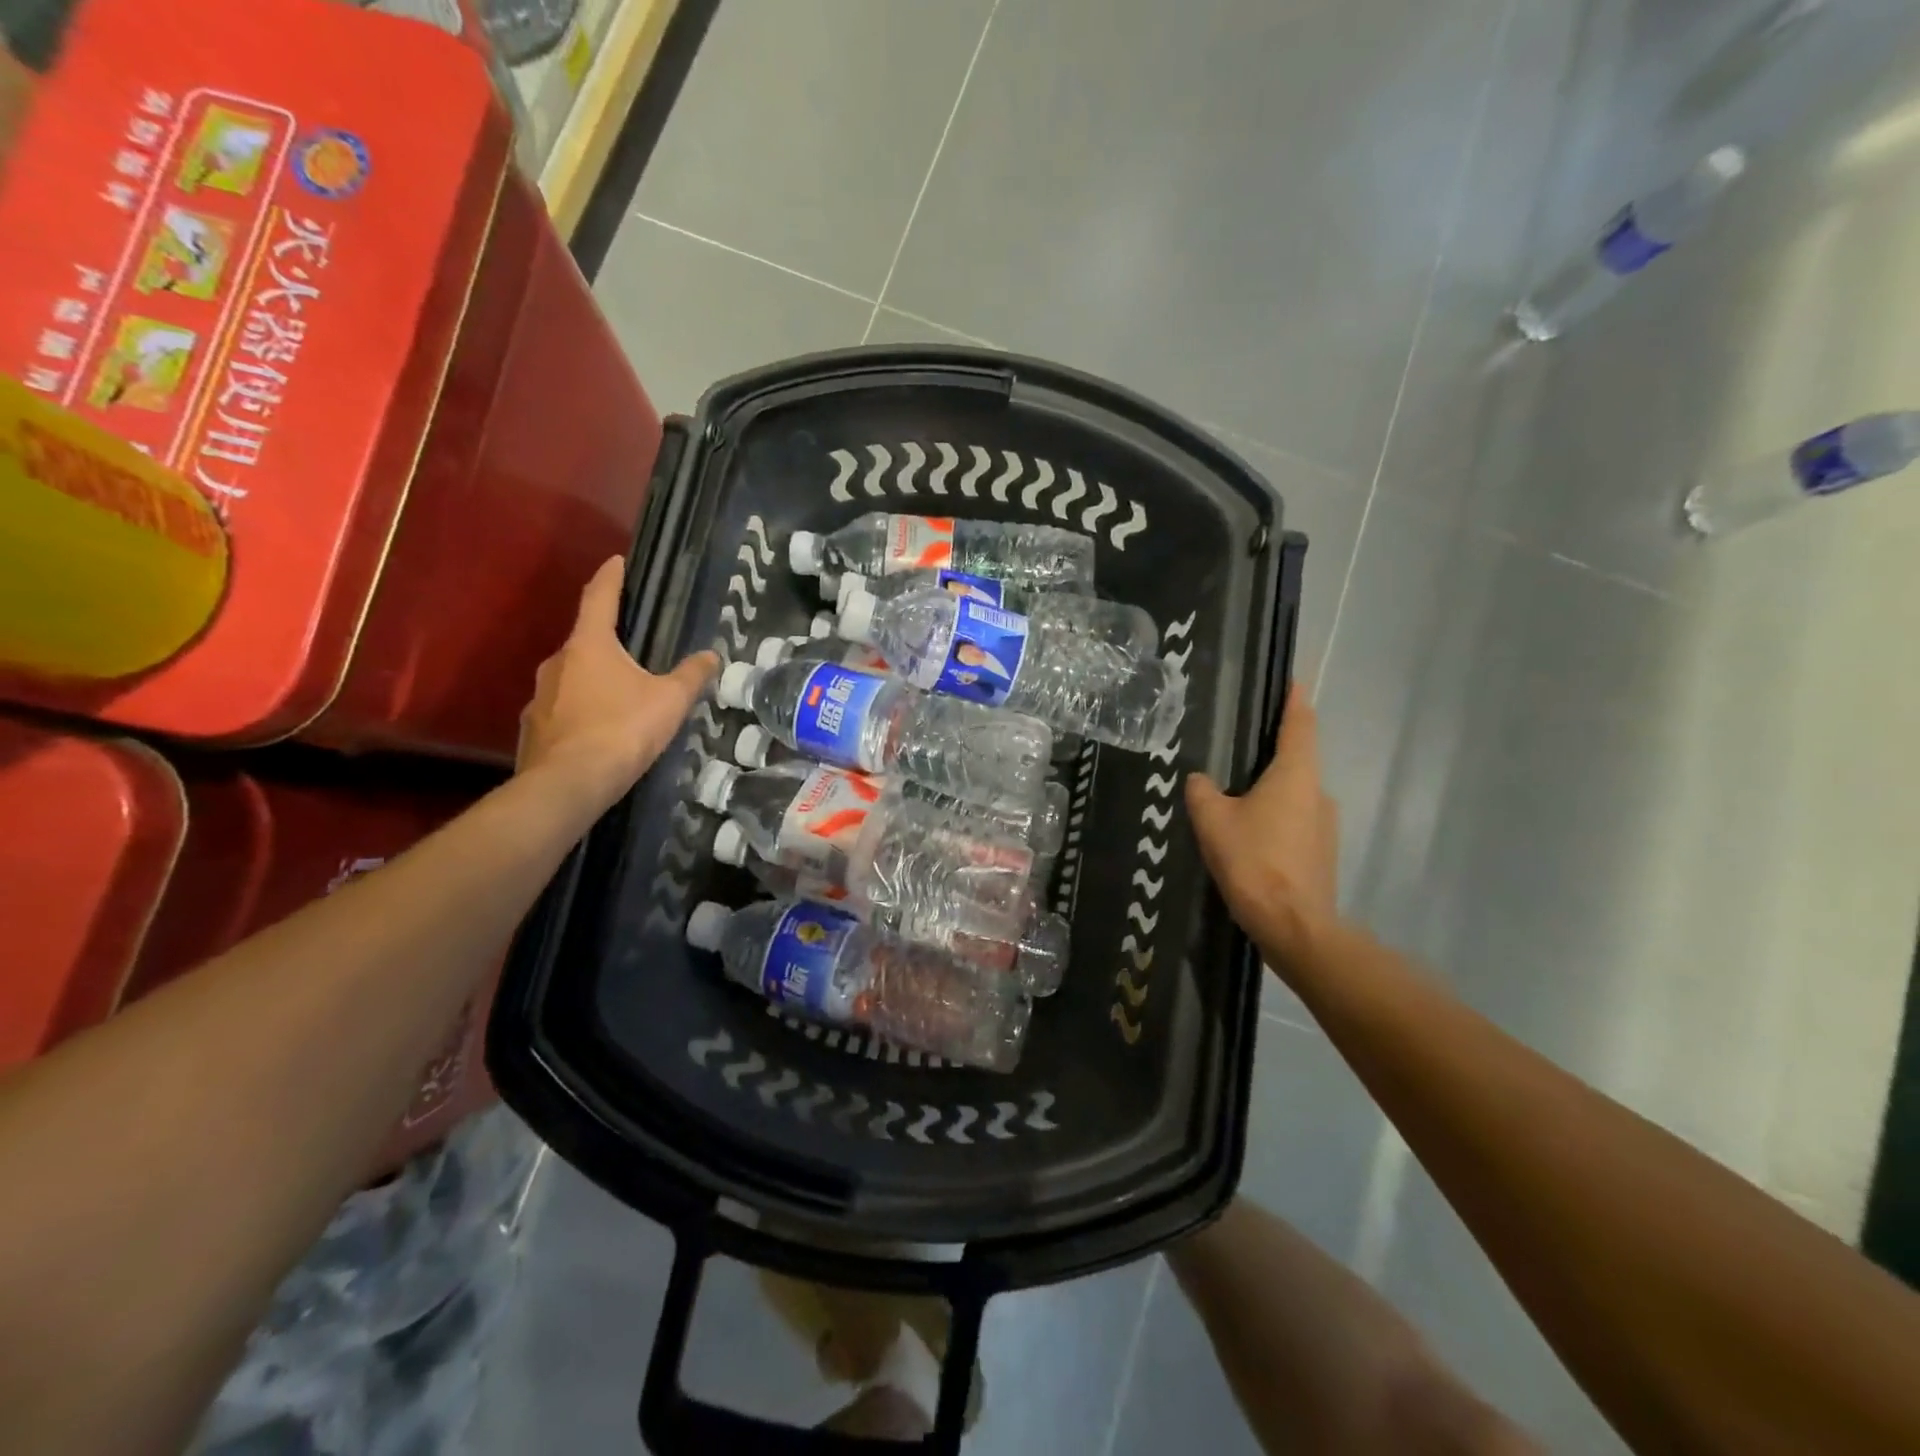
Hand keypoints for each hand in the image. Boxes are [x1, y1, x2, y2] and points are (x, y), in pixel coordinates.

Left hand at [517, 557, 717, 811]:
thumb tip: (712, 655)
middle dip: (607, 643)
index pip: (598, 598)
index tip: (616, 561)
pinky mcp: (533, 730)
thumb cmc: (623, 730)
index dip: (610, 578)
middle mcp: (557, 663)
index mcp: (589, 645)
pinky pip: (561, 711)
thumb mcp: (669, 701)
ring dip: (592, 682)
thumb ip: (691, 676)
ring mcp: (538, 697)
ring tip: (619, 699)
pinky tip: (598, 733)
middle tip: (632, 651)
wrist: (569, 784)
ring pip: (570, 679)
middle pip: (584, 642)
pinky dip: (580, 713)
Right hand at [1186, 684, 1339, 961]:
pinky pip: (1295, 823)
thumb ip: (1203, 791)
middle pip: (1296, 761)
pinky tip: (1249, 840)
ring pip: (1294, 796)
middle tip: (1239, 753)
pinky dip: (1275, 821)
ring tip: (1235, 805)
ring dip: (1270, 793)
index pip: (1300, 724)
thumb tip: (1201, 780)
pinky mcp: (1322, 854)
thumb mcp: (1212, 820)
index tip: (1292, 680)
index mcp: (1295, 774)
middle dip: (1271, 754)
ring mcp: (1326, 826)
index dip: (1294, 700)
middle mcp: (1318, 793)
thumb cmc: (1253, 861)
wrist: (1293, 926)